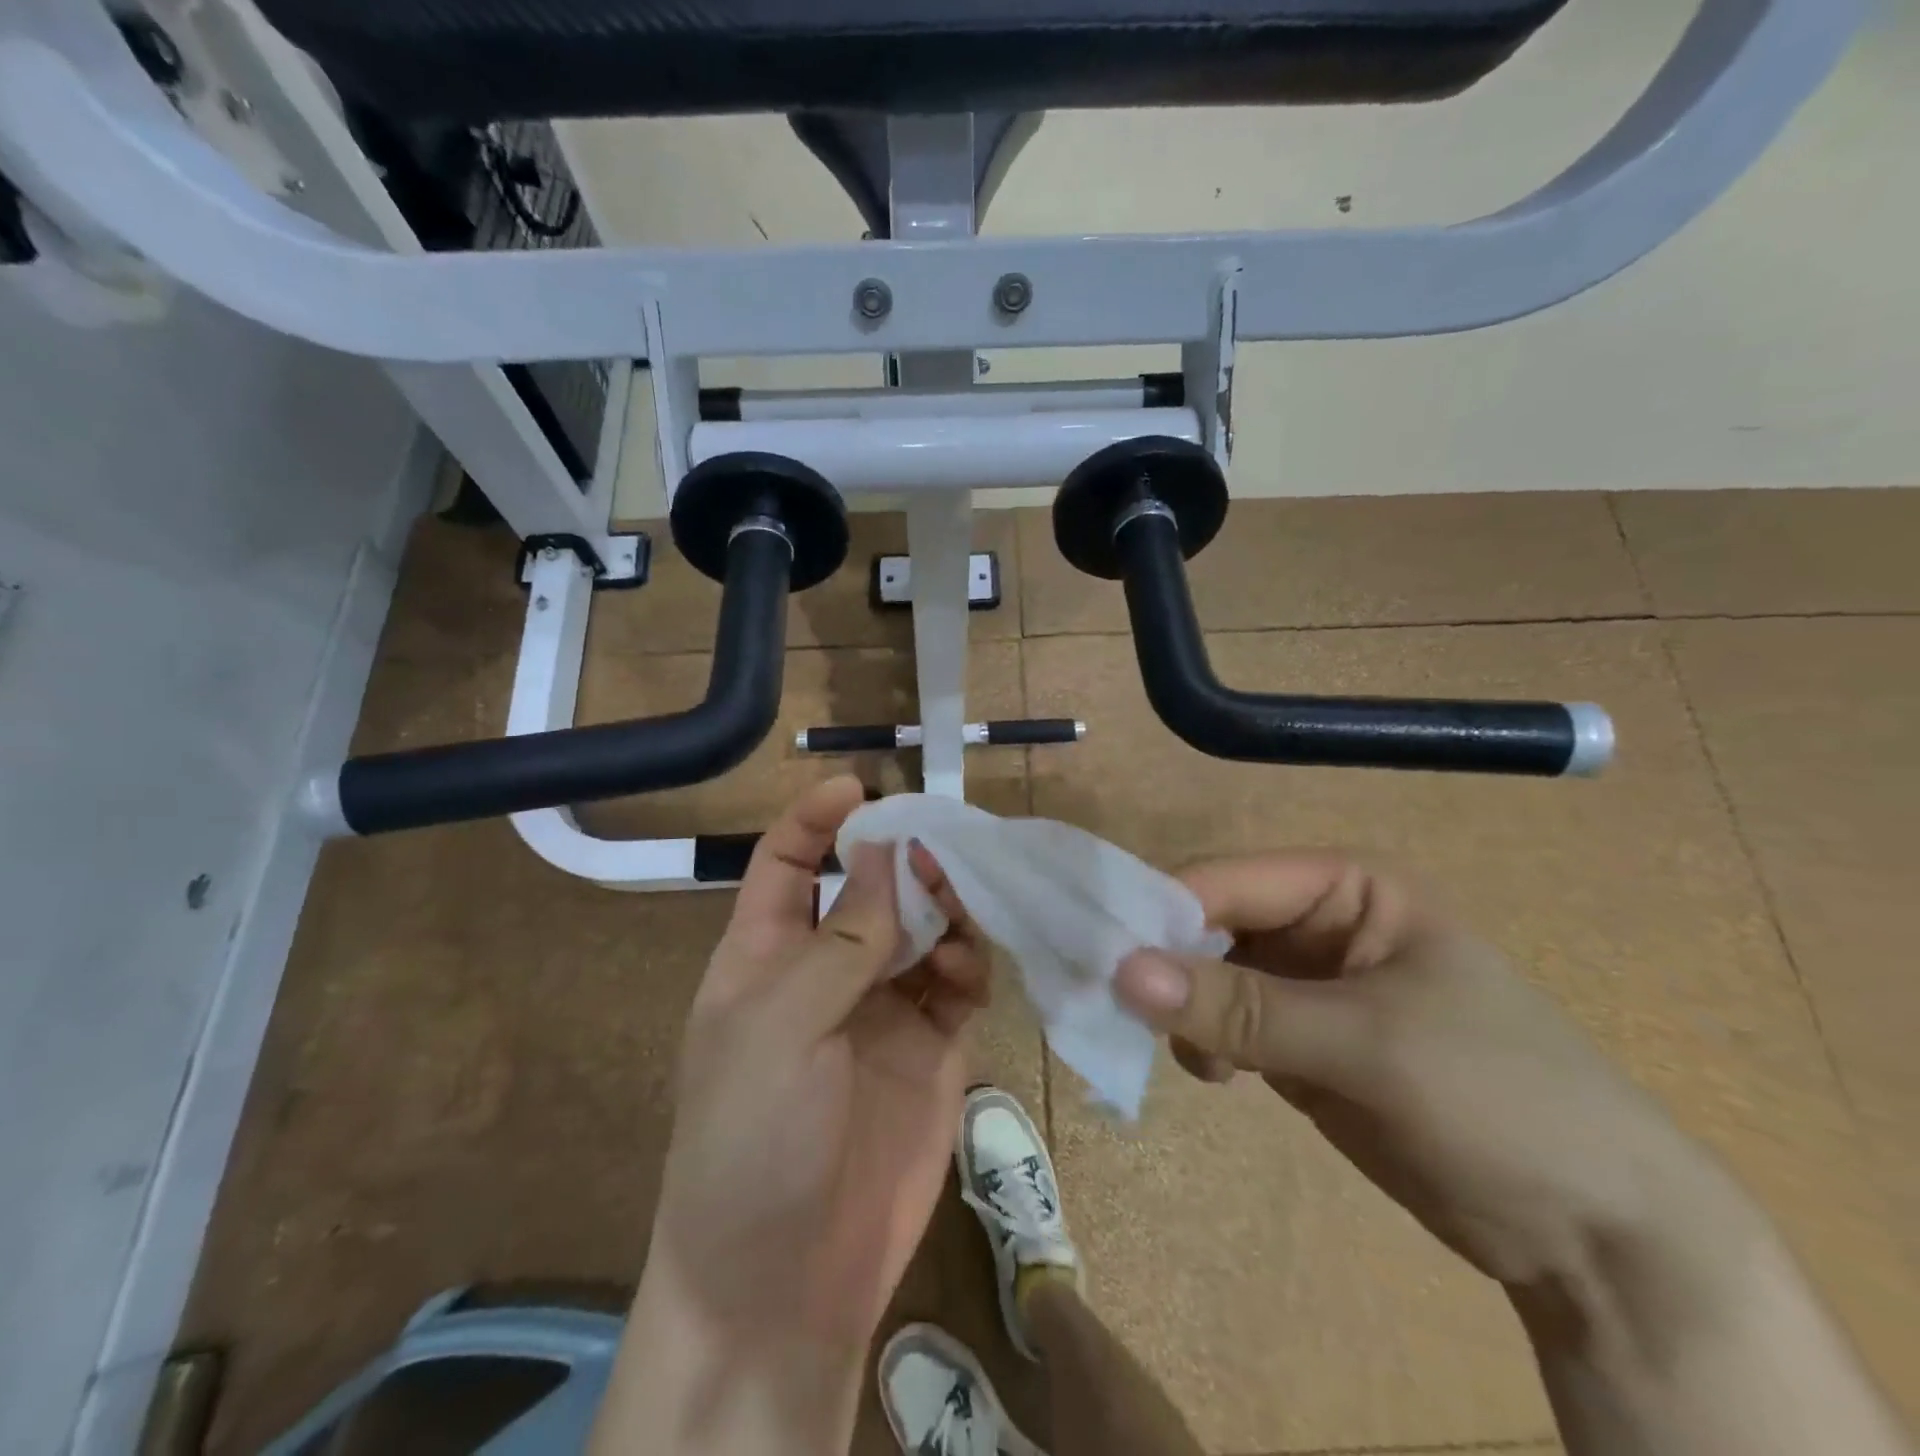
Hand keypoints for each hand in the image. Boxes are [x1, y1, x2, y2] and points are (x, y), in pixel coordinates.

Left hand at [593, 777, 989, 1454]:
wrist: (784, 1286)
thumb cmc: (753, 1140)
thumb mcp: (782, 1026)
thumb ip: (844, 937)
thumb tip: (886, 850)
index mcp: (765, 955)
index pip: (788, 863)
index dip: (817, 819)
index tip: (862, 786)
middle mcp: (825, 972)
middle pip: (870, 888)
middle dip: (903, 861)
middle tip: (942, 849)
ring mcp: (881, 1009)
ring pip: (923, 928)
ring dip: (945, 906)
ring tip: (964, 906)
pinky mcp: (930, 1047)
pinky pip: (958, 981)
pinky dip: (971, 961)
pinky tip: (974, 967)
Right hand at [1112, 852, 1713, 1289]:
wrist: (1600, 1237)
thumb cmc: (1499, 1100)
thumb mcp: (1364, 1045)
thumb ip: (1240, 1007)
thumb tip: (1120, 972)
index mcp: (1345, 887)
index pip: (1225, 880)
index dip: (1161, 912)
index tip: (1101, 959)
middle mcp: (1320, 921)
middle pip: (1210, 922)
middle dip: (1166, 964)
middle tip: (1118, 1010)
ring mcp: (1309, 982)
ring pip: (1210, 973)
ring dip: (1184, 1007)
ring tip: (1189, 1058)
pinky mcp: (1302, 1038)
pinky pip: (1228, 1021)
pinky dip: (1205, 1040)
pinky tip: (1213, 1076)